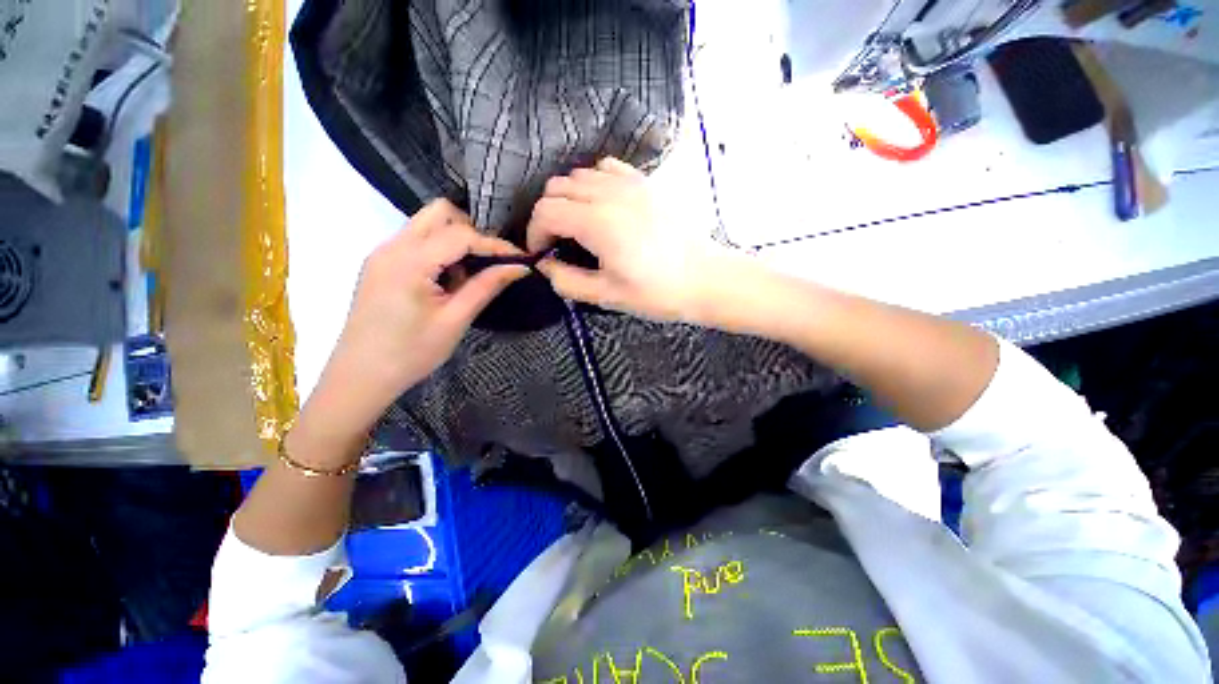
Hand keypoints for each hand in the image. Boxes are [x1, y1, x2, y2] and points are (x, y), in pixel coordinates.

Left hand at [303, 199, 527, 441]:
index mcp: (409, 261)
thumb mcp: (456, 319)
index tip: (521, 258)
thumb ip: (487, 286)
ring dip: (455, 241)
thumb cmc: (411, 352)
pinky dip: (439, 251)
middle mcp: (392, 246)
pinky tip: (447, 281)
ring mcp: (383, 253)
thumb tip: (519, 267)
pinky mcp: (381, 264)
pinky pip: (416, 242)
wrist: (361, 376)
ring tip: (469, 276)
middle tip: (491, 260)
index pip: (461, 234)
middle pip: (439, 213)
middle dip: (472, 230)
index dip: (495, 244)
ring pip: (427, 225)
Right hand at [527, 157, 757, 324]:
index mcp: (596, 223)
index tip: (541, 254)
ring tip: (577, 225)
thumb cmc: (657, 292)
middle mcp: (609, 194)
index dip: (534, 233)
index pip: (545, 212)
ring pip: (579, 175)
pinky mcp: (645, 183)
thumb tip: (546, 266)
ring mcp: (630, 183)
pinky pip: (607, 169)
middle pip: (557, 188)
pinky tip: (601, 205)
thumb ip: (567, 280)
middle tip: (557, 242)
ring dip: (568, 198)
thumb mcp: (607, 296)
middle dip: (547, 215)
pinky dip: (593, 183)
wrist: (704, 278)